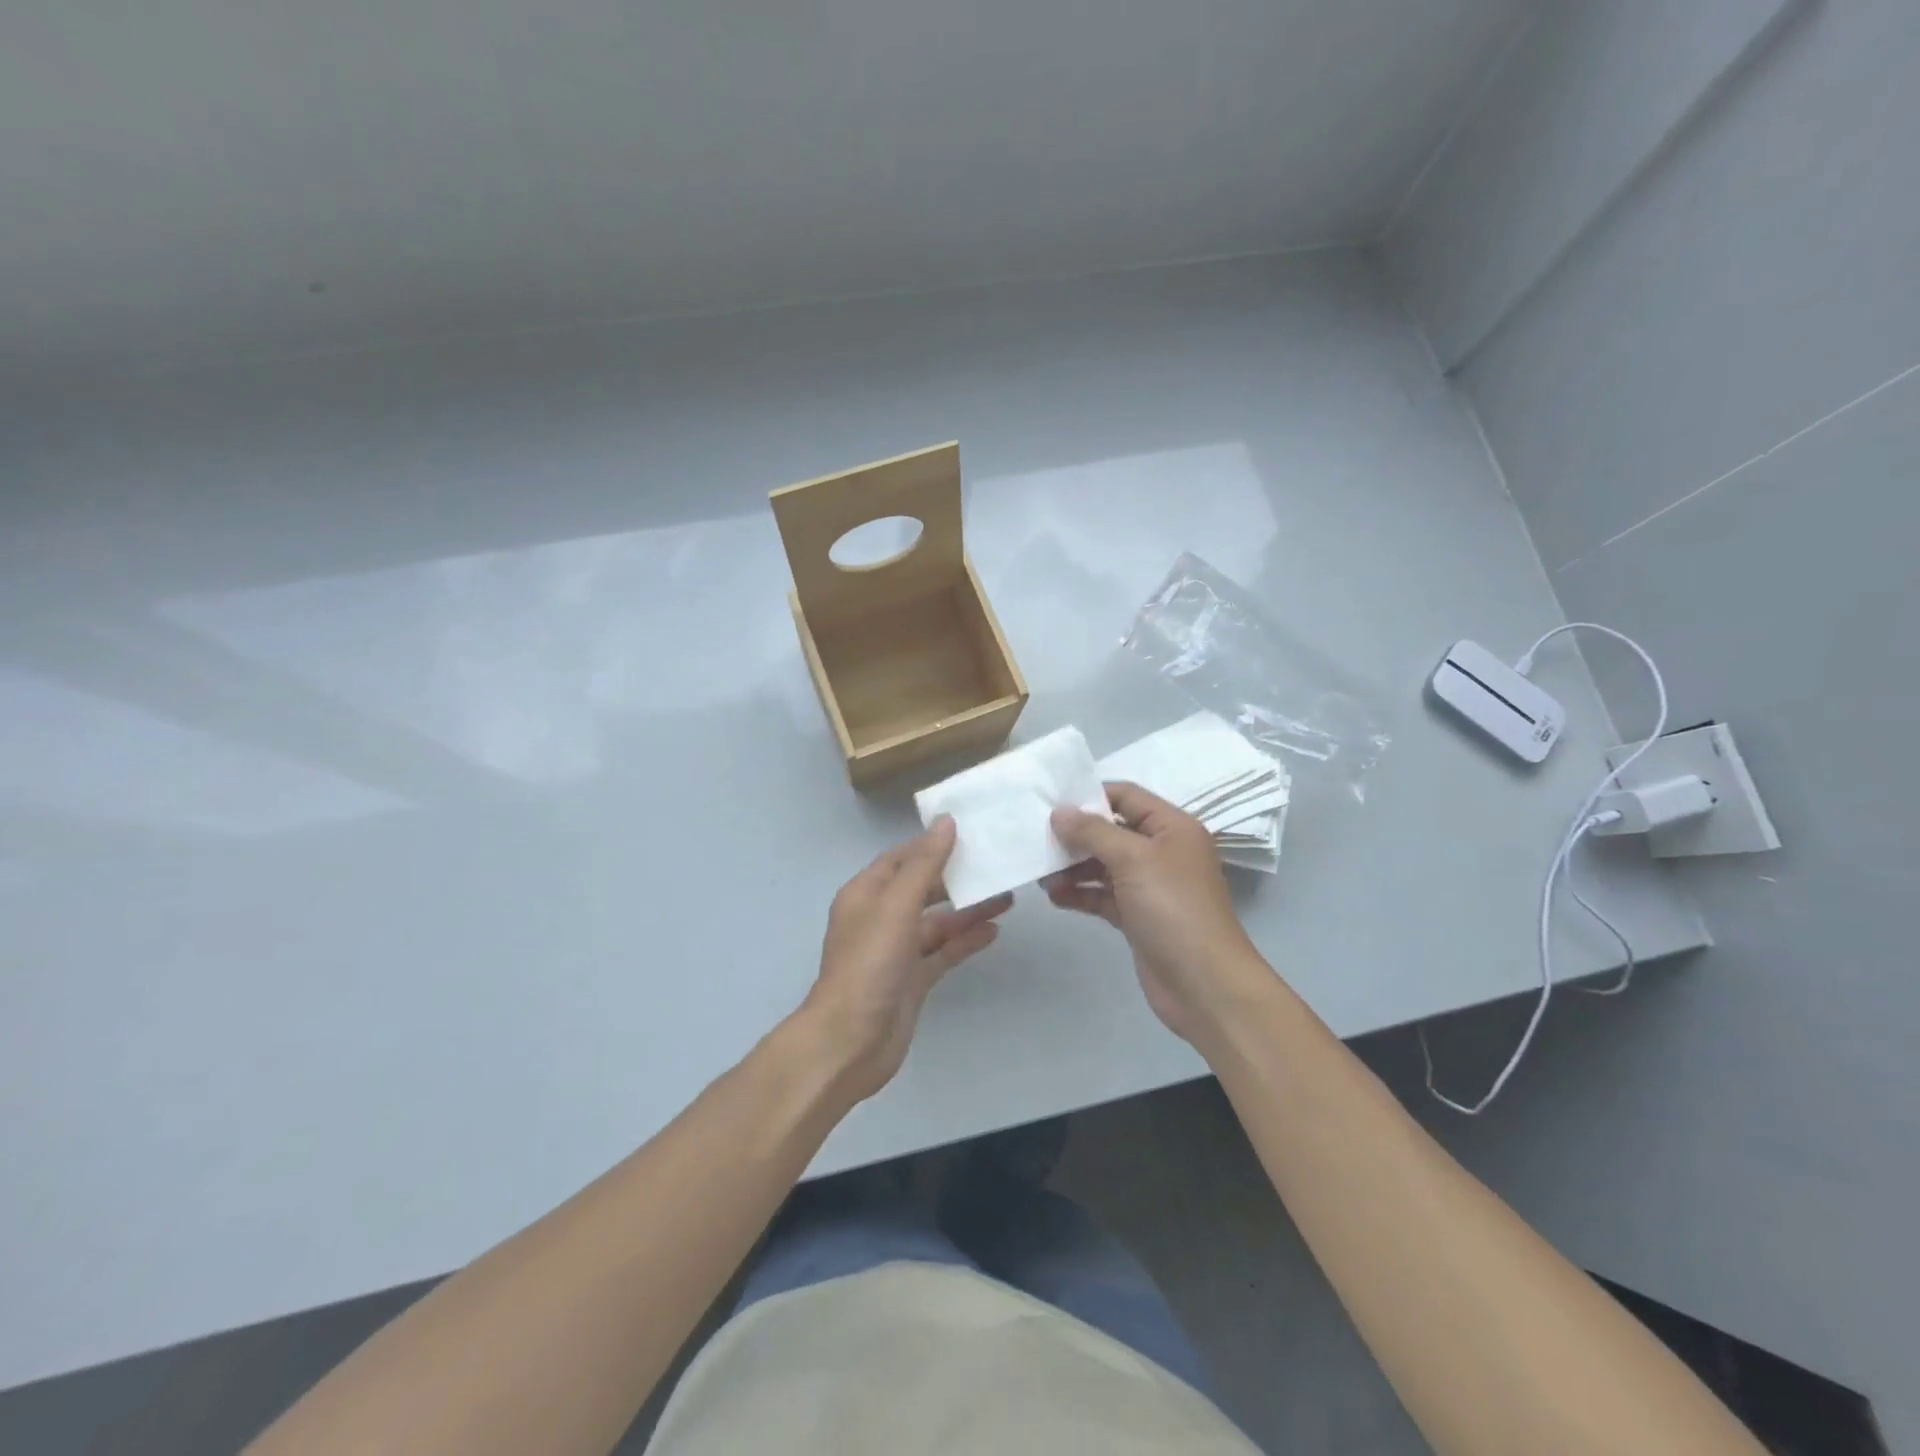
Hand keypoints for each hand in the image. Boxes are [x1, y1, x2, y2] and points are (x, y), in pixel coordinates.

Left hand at [799, 817, 1012, 1101]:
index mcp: (866, 894)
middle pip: (922, 888)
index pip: (902, 858)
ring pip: (937, 921)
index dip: (932, 843)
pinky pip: (943, 952)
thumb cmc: (869, 964)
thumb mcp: (896, 906)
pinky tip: (995, 930)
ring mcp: (897, 951)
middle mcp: (880, 917)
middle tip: (995, 861)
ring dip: (967, 909)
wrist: (850, 1042)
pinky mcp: (912, 979)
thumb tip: (946, 821)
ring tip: (1007, 895)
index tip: (969, 830)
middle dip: (955, 876)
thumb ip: (924, 864)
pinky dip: (966, 941)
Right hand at [1043, 782, 1268, 1045]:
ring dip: (1073, 867)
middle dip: (1076, 835)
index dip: (1091, 795)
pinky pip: (1103, 895)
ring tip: (1041, 874)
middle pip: (1112, 831)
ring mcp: (1150, 886)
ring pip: (1104, 865)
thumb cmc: (1173, 909)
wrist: (1204, 984)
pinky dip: (1081, 893)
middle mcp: (1162, 851)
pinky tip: (1054, 896)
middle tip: (1037, 839)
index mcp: (1172, 827)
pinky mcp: (1138, 916)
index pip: (1126, 796)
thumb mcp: (1133, 859)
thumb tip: (1060, 812)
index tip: (1051, 802)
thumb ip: (1093, 832)